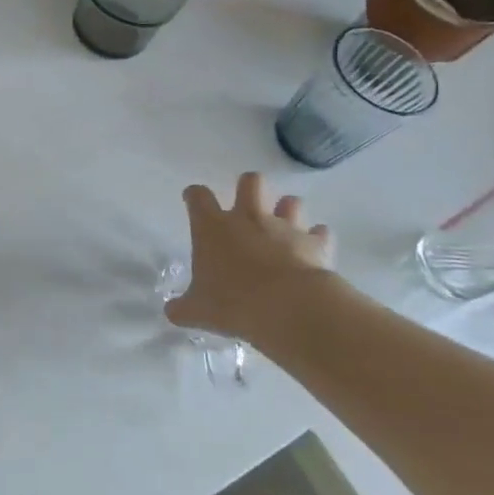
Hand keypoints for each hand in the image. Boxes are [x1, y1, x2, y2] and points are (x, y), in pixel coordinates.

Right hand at [166, 172, 335, 338]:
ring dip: (287, 211)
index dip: (194, 196)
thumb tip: (173, 312)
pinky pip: (320, 233)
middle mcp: (248, 218)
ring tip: (285, 227)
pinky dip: (317, 239)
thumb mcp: (198, 310)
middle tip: (246, 207)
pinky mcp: (315, 244)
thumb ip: (184, 307)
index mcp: (213, 227)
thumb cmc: (233, 303)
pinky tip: (313, 251)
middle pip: (251, 182)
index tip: (193, 200)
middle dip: (249, 188)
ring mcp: (285, 228)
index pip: (198, 196)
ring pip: (291, 201)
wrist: (288, 309)